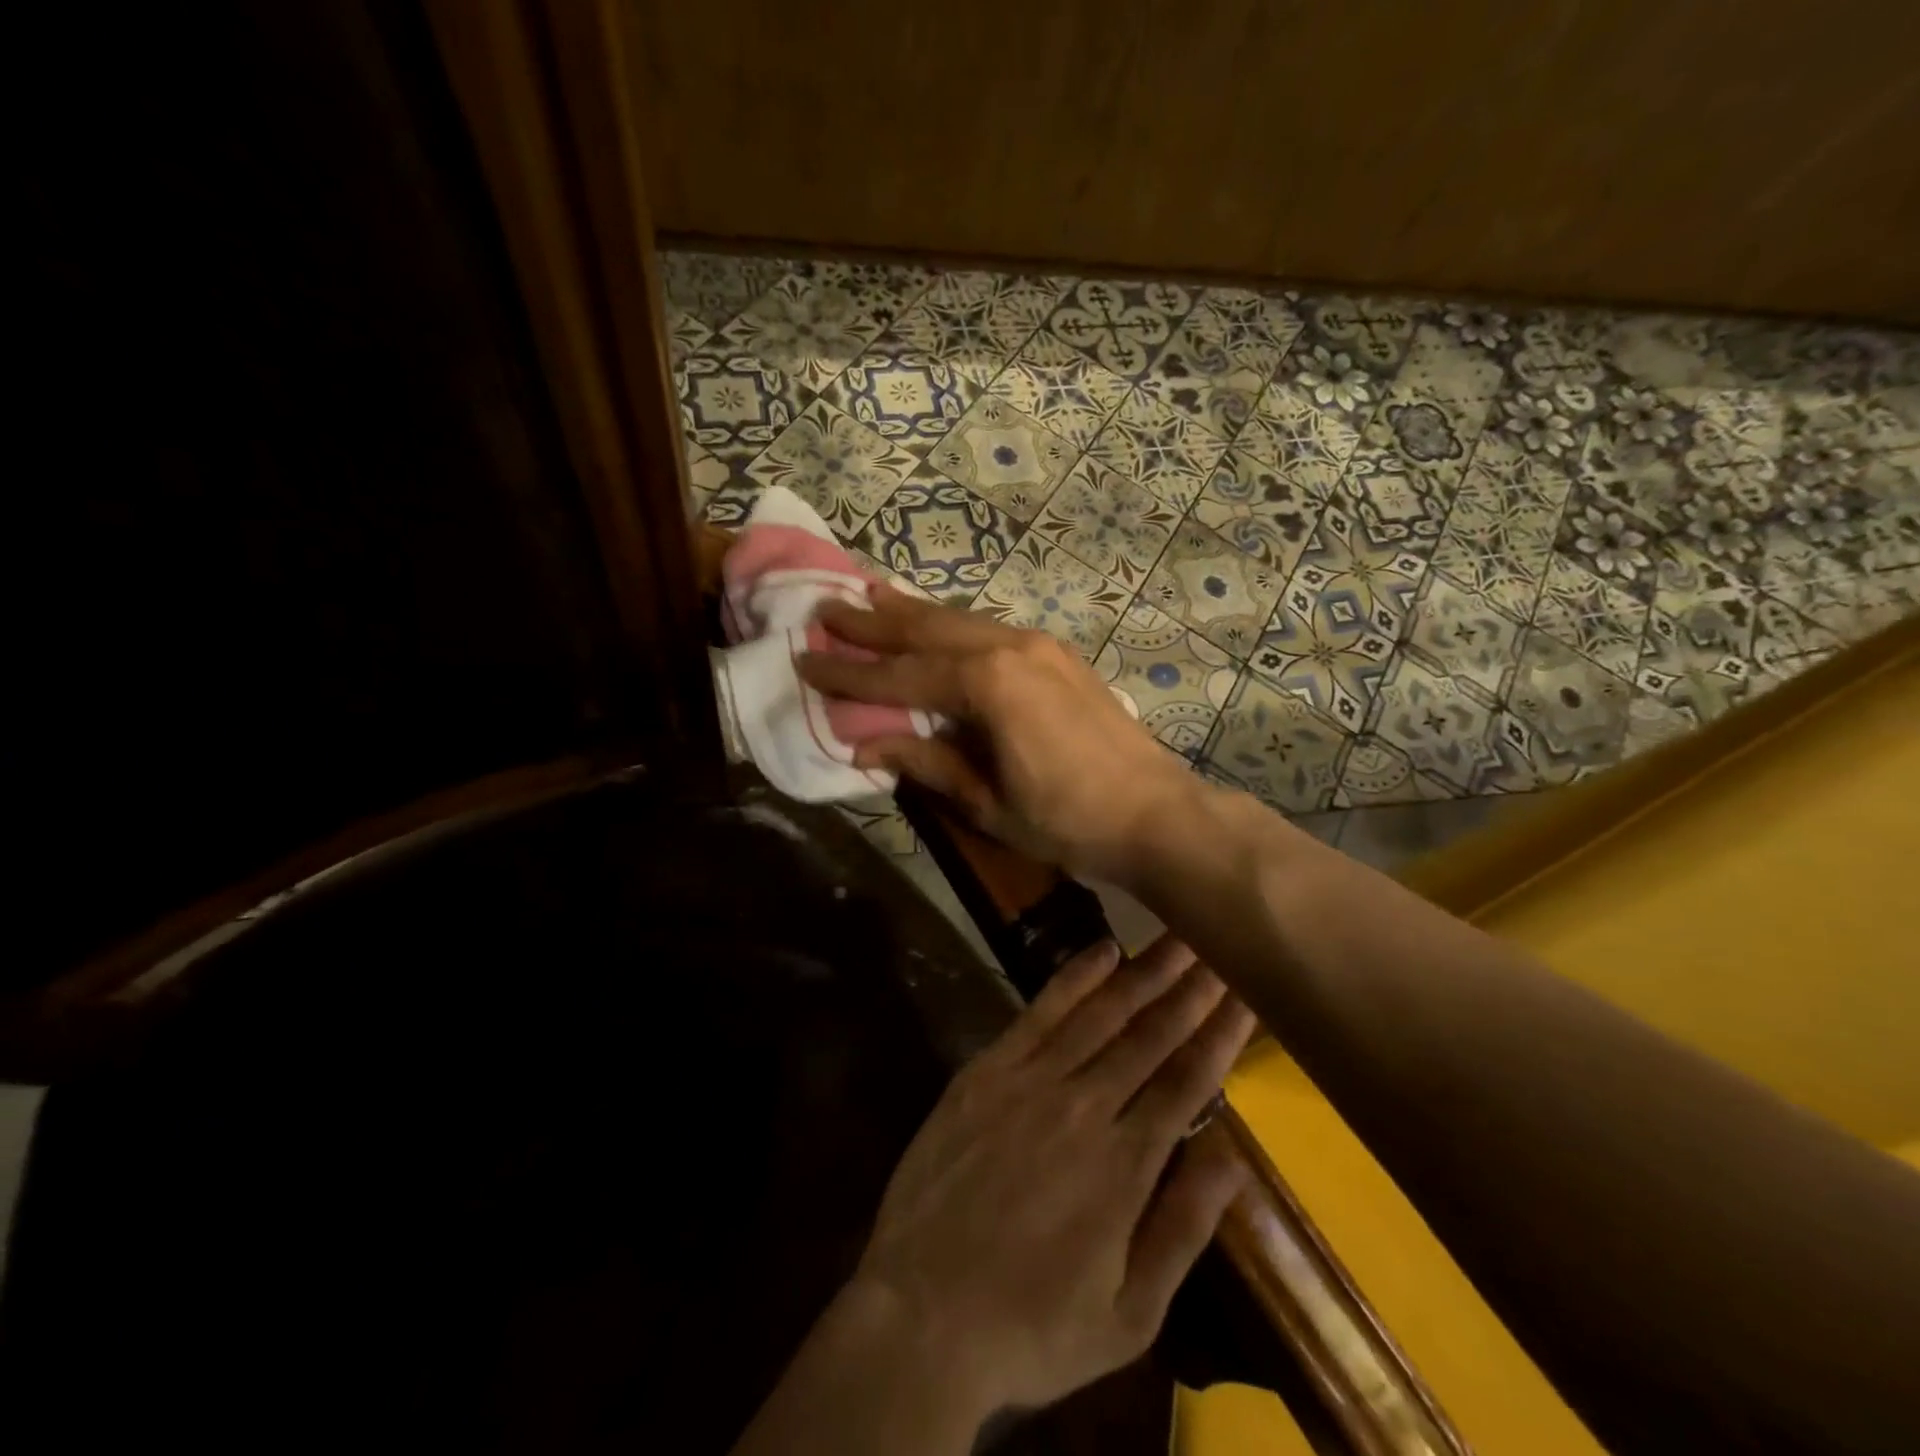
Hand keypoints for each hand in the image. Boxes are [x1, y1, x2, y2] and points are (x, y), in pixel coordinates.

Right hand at [799, 585, 1200, 882]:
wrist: (1155, 813)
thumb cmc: (1068, 820)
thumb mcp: (987, 803)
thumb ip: (927, 765)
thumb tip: (866, 747)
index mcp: (987, 685)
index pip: (901, 676)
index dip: (850, 673)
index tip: (805, 659)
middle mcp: (1009, 648)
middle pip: (925, 629)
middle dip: (872, 622)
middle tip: (825, 609)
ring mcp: (1038, 645)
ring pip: (958, 619)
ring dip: (910, 612)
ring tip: (869, 596)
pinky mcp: (1056, 654)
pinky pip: (988, 628)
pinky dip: (951, 624)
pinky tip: (935, 623)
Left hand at [848, 934, 1253, 1421]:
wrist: (922, 1313)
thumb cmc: (1031, 1327)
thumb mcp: (1129, 1316)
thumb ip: (1183, 1230)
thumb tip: (1234, 1159)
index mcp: (1126, 1166)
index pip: (1187, 1082)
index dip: (1220, 1035)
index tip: (1247, 994)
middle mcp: (1085, 1108)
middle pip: (1150, 1037)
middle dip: (1191, 990)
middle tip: (1220, 946)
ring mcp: (1031, 1082)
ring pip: (1102, 1015)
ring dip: (1144, 973)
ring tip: (1177, 937)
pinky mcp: (988, 1071)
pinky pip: (1038, 1013)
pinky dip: (1074, 979)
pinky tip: (1103, 950)